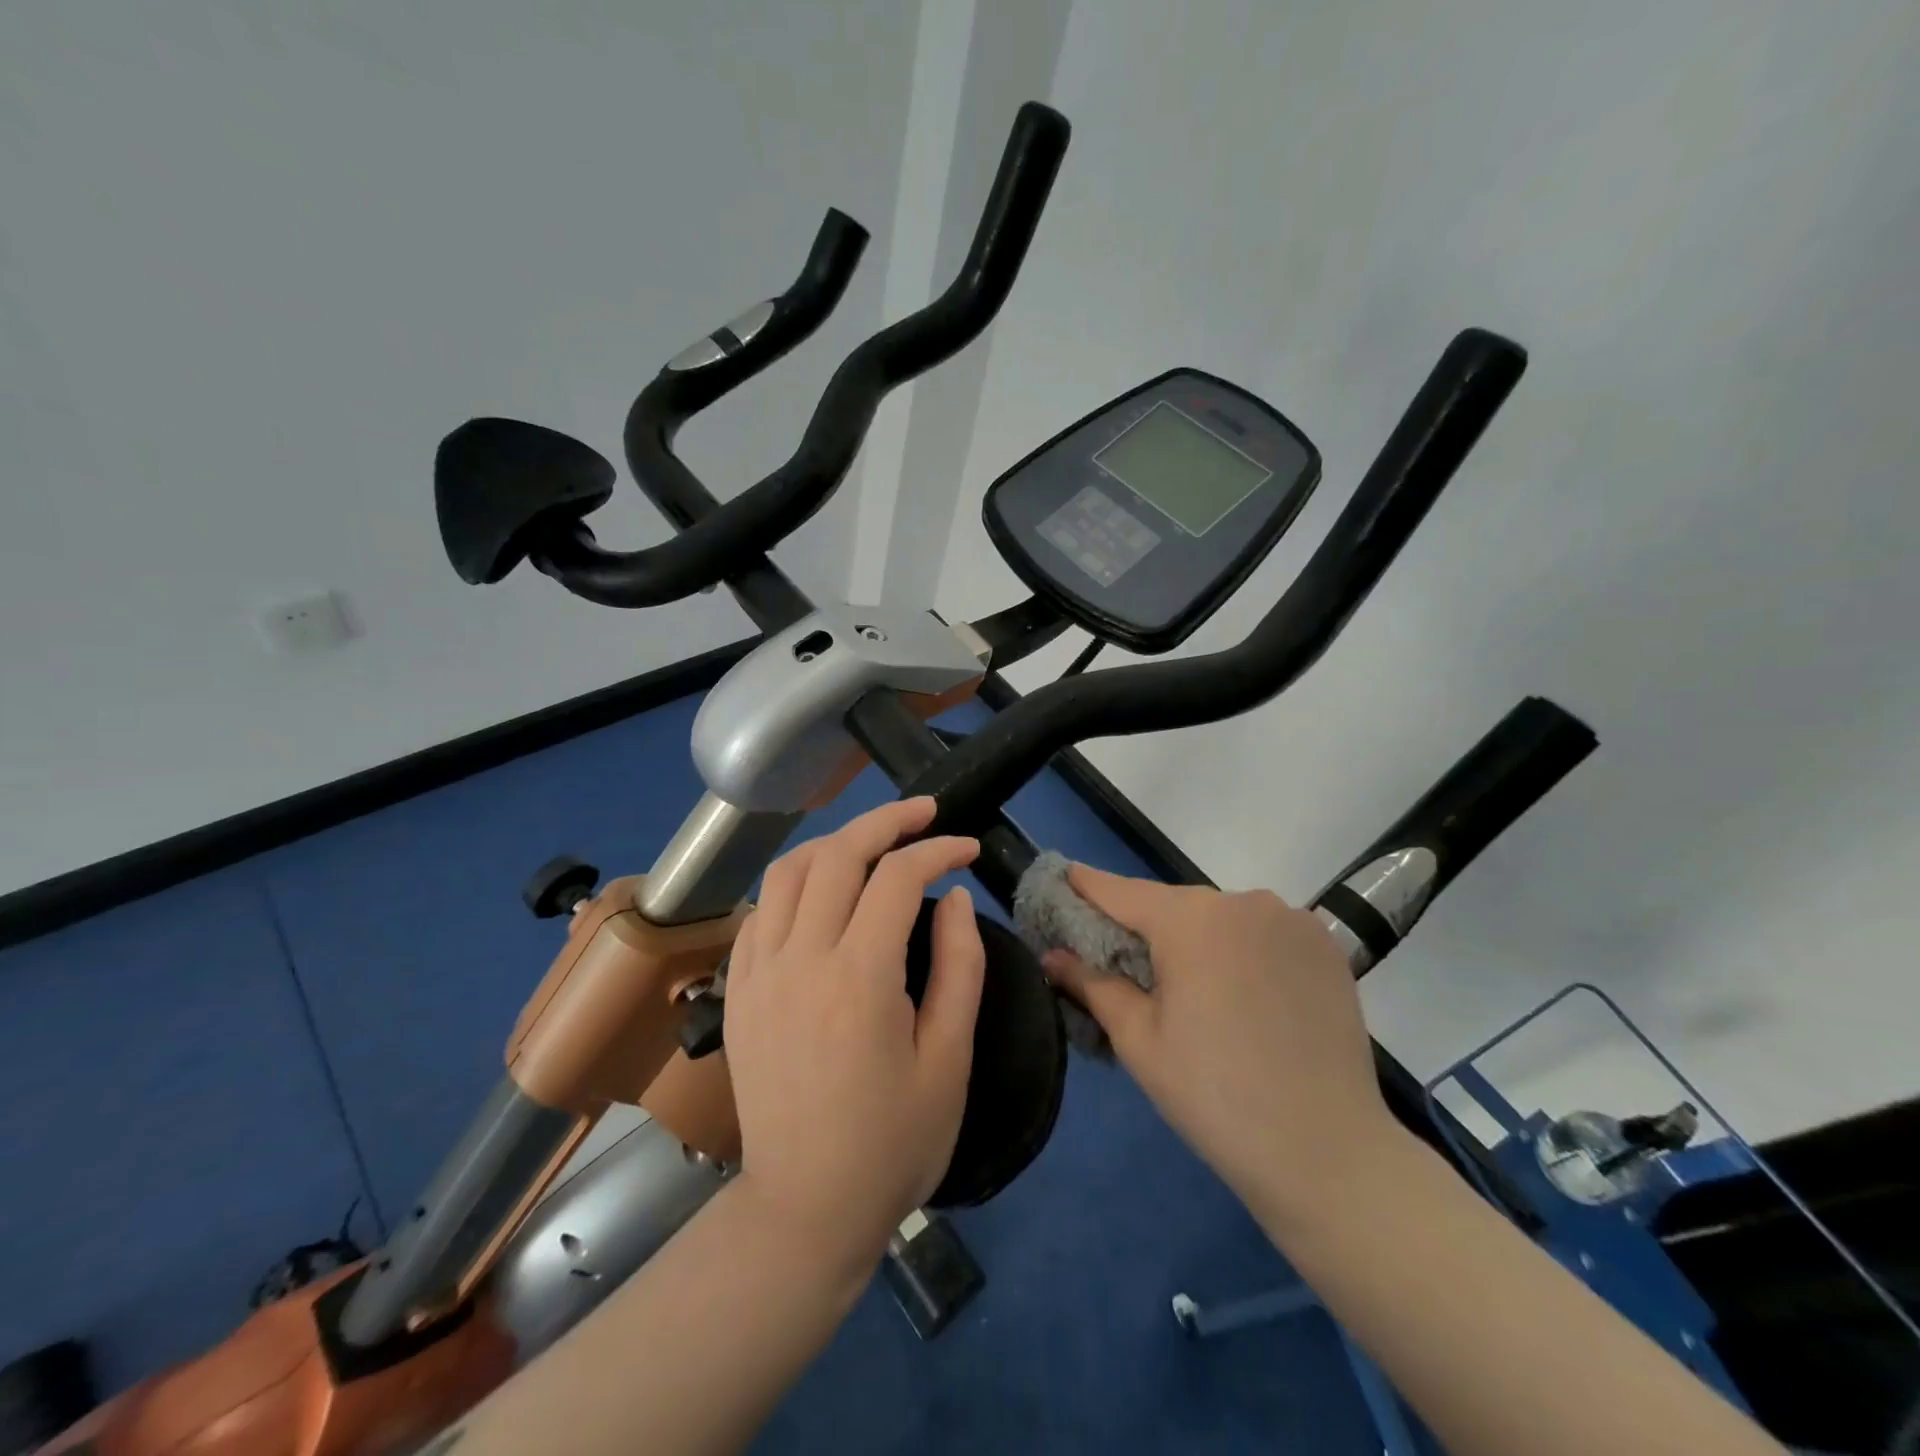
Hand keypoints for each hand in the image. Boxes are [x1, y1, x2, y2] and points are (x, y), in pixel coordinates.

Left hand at [723, 798, 985, 1275]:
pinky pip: (762, 910)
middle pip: (838, 853)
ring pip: (790, 870)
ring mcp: (758, 972)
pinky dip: (797, 882)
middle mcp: (800, 959)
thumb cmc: (893, 1142)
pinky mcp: (736, 990)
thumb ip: (960, 967)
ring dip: (836, 842)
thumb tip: (953, 896)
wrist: (806, 1209)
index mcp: (859, 978)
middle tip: (925, 813)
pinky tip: (824, 893)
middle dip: (886, 820)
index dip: (938, 849)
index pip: (898, 877)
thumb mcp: (950, 1059)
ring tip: (875, 843)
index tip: (968, 847)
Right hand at [1041, 866, 1394, 1217]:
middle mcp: (1242, 901)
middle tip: (1124, 964)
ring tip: (1192, 989)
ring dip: (1197, 939)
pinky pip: (1263, 932)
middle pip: (1173, 905)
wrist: (1327, 1154)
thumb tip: (1052, 955)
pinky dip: (1242, 948)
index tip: (1061, 879)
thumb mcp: (1139, 1039)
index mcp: (1191, 919)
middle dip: (1145, 927)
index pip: (1121, 891)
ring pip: (1221, 917)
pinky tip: (1243, 993)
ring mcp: (1291, 919)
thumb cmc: (1214, 1096)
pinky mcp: (1325, 945)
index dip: (1086, 886)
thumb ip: (1091, 984)